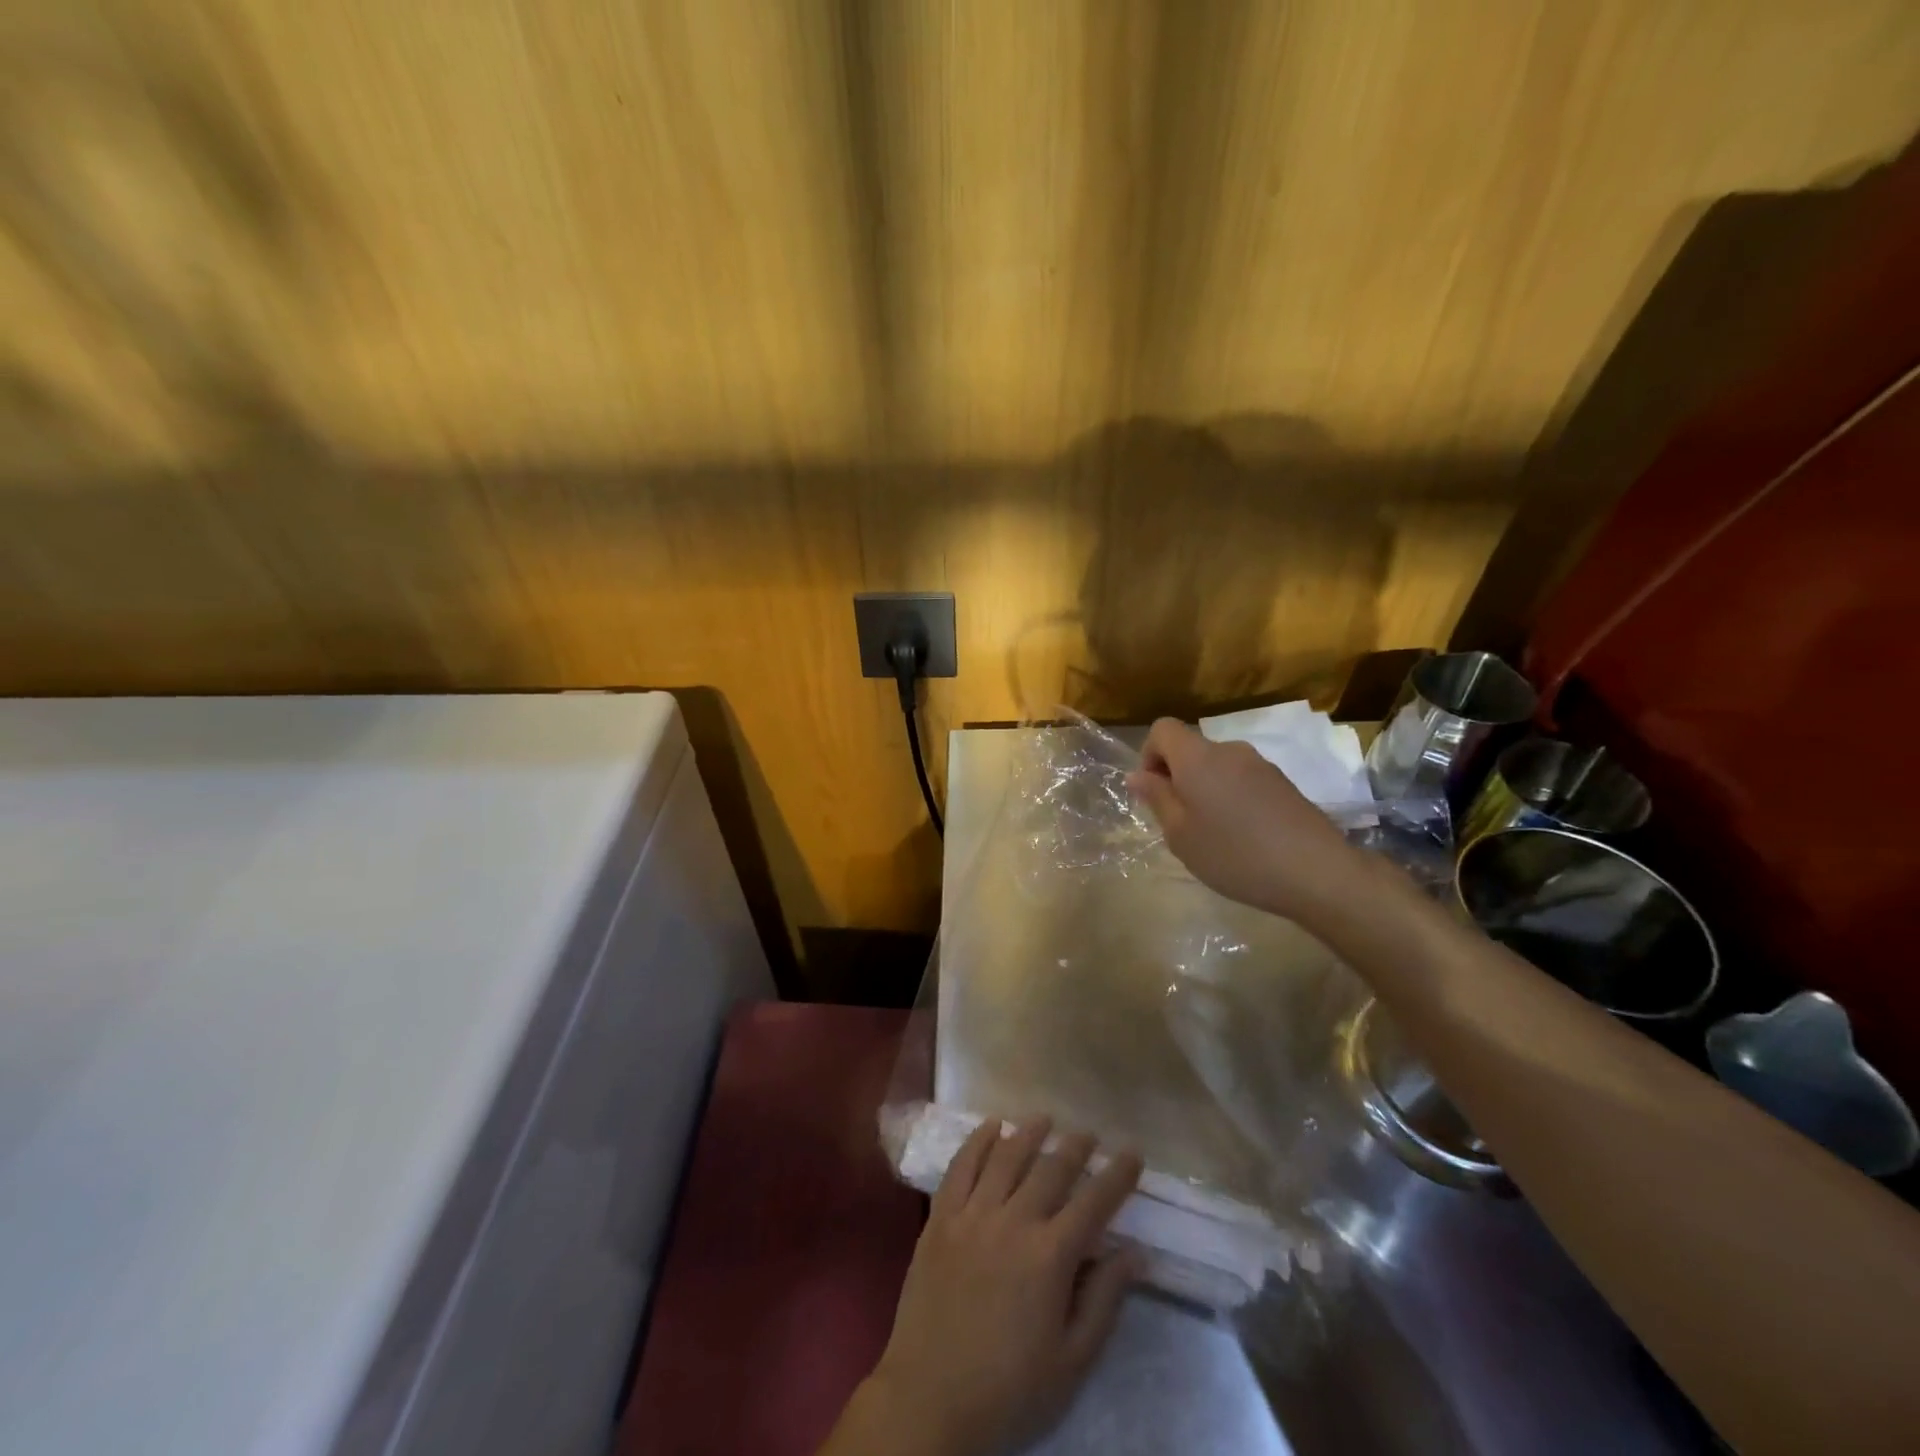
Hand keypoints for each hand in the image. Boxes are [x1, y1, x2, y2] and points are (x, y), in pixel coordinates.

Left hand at [830, 1118, 1142, 1455]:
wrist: (930, 1399)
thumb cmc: (1009, 1389)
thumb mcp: (1071, 1362)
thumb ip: (1104, 1300)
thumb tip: (1136, 1252)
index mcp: (1050, 1257)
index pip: (1093, 1203)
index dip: (1117, 1175)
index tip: (1132, 1152)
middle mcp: (1013, 1222)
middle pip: (1050, 1169)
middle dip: (1075, 1147)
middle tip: (1089, 1133)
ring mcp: (972, 1214)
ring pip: (1005, 1157)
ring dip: (1029, 1133)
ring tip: (1044, 1118)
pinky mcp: (940, 1217)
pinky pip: (961, 1166)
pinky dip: (977, 1141)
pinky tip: (990, 1127)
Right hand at [1125, 716, 1364, 921]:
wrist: (1316, 872)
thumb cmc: (1234, 854)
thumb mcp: (1180, 834)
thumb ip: (1157, 798)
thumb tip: (1137, 775)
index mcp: (1198, 758)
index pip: (1162, 729)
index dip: (1149, 755)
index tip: (1154, 792)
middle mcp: (1229, 750)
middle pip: (1191, 749)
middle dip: (1177, 777)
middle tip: (1180, 822)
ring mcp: (1261, 765)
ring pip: (1217, 766)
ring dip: (1205, 789)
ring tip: (1213, 834)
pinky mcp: (1283, 783)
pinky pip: (1242, 779)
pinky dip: (1232, 798)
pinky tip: (1243, 836)